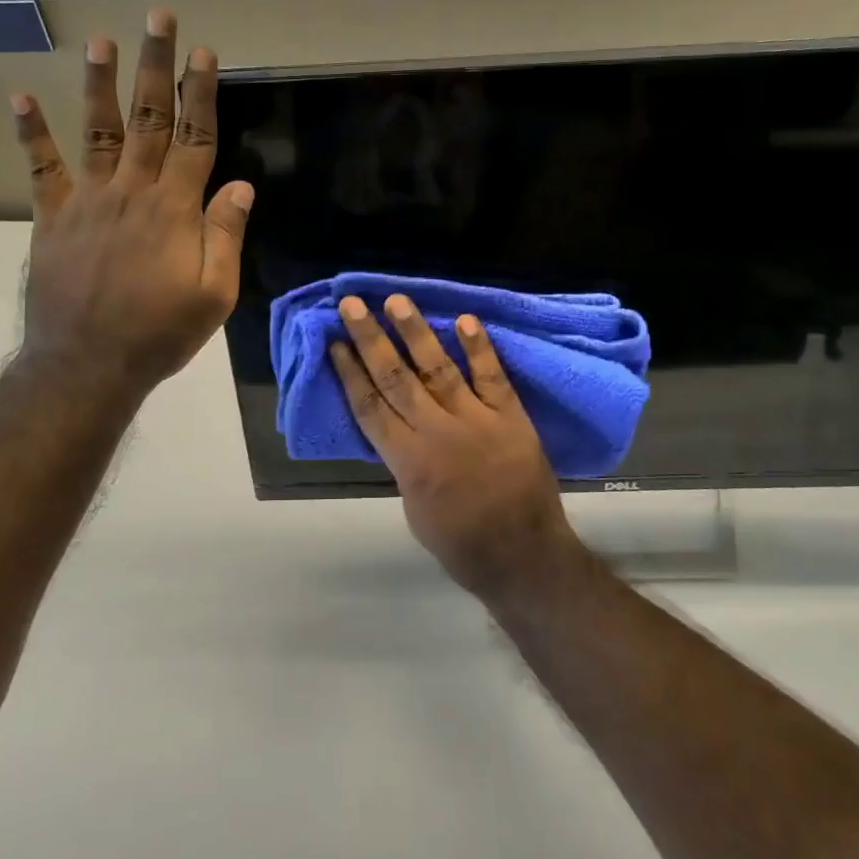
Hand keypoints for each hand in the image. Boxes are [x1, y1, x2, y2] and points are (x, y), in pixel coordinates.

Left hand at [9, 10, 252, 400]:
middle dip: (157, 66)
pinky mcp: (53, 218)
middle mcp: (132, 191)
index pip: (194, 138)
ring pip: (99, 131)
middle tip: (158, 18)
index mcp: (175, 209)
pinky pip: (42, 169)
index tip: (205, 53)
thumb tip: (242, 186)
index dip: (202, 94)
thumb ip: (226, 236)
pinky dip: (31, 133)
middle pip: (149, 119)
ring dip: (100, 83)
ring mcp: (88, 201)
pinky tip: (21, 97)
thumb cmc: (160, 333)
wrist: (87, 364)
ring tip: (100, 39)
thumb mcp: (214, 294)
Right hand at [329, 294, 578, 597]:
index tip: (334, 342)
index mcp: (408, 461)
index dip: (349, 372)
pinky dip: (478, 349)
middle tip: (352, 304)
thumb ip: (403, 463)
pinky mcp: (511, 417)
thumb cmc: (462, 544)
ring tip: (396, 301)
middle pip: (395, 378)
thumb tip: (396, 429)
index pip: (370, 406)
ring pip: (438, 368)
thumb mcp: (414, 509)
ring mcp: (476, 421)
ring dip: (416, 332)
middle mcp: (436, 433)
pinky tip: (464, 320)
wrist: (524, 557)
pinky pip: (492, 377)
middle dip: (370, 339)